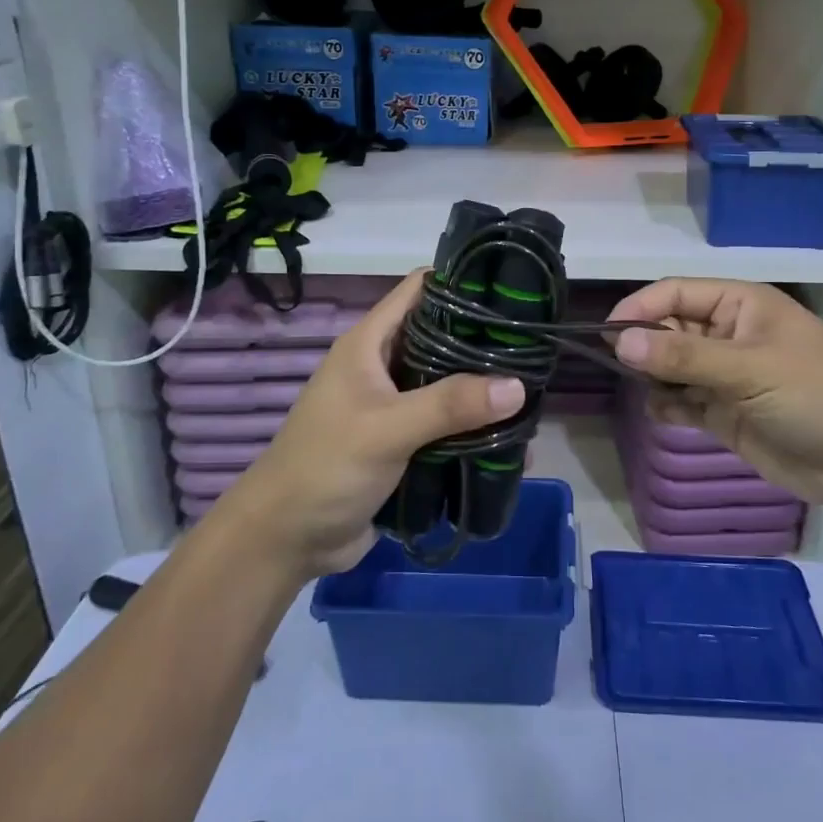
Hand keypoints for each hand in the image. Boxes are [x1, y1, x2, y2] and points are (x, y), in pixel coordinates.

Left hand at [215, 271, 525, 578]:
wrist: (286, 539)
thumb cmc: (326, 468)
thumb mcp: (387, 429)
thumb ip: (450, 404)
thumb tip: (518, 386)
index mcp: (370, 343)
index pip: (419, 289)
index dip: (462, 282)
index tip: (511, 289)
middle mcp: (384, 366)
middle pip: (442, 337)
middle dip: (484, 342)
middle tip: (536, 348)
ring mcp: (394, 405)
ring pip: (448, 384)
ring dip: (483, 391)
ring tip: (534, 394)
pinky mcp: (403, 442)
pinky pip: (446, 425)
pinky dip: (474, 429)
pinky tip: (512, 440)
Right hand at [609, 279, 822, 512]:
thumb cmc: (817, 394)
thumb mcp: (750, 368)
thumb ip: (684, 355)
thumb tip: (619, 339)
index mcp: (739, 305)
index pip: (675, 293)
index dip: (639, 308)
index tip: (606, 334)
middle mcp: (728, 334)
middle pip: (669, 328)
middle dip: (644, 344)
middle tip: (620, 367)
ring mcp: (727, 376)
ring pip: (672, 366)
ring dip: (653, 376)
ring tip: (646, 390)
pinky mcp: (726, 414)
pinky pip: (683, 401)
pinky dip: (668, 405)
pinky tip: (665, 413)